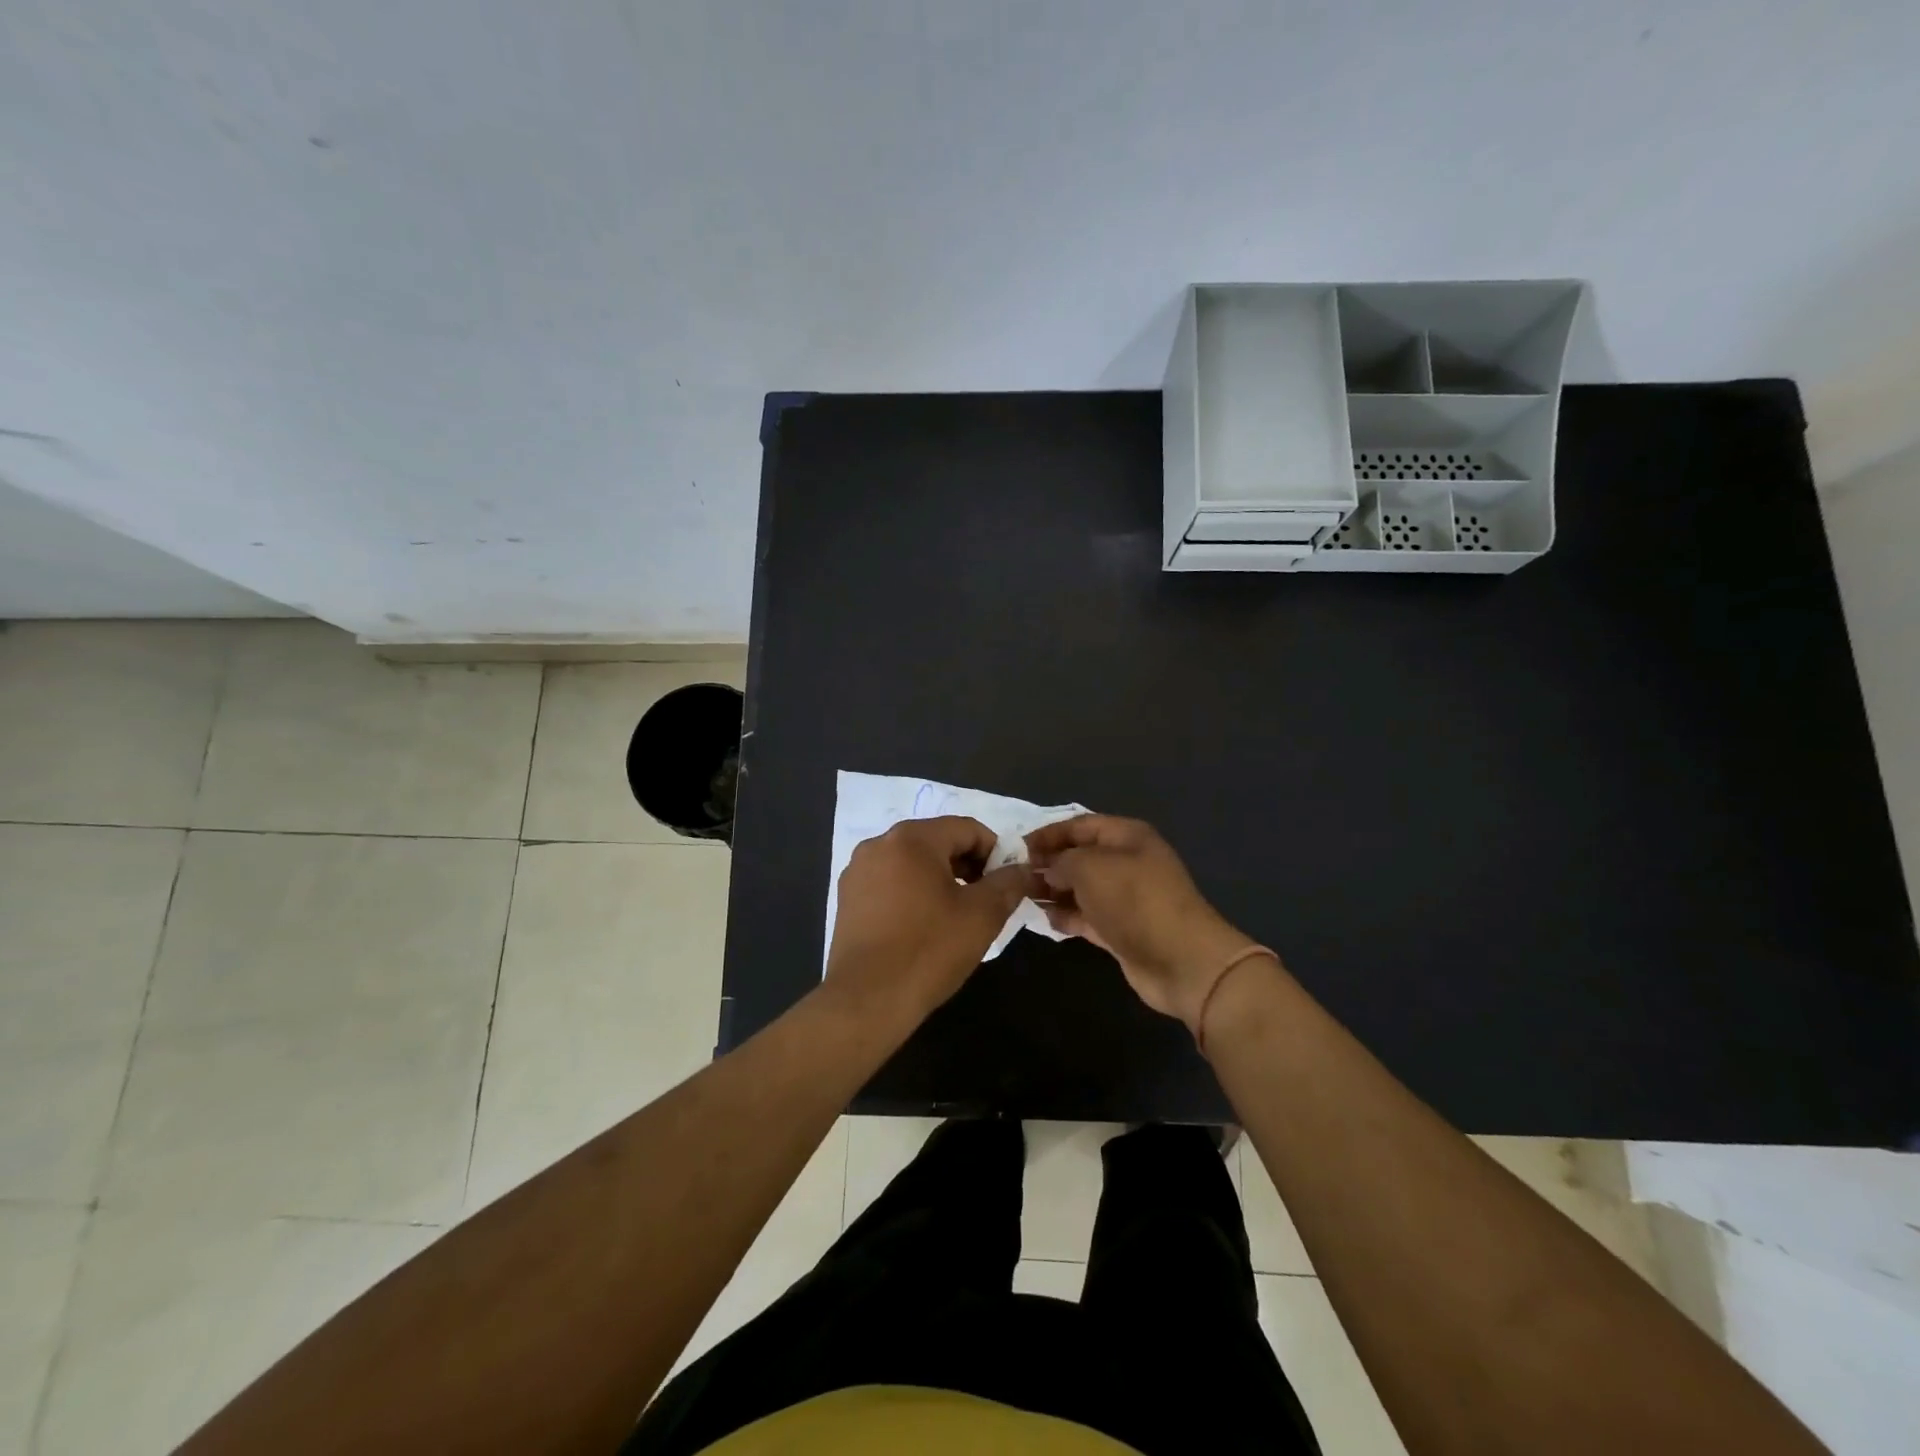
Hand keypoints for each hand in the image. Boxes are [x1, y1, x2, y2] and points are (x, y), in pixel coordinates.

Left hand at [824, 816, 1031, 1022]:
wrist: (867, 1000)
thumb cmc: (929, 950)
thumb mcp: (982, 915)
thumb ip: (1007, 883)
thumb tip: (1021, 868)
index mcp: (912, 838)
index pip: (967, 829)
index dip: (995, 852)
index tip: (1007, 883)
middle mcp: (879, 844)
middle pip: (937, 841)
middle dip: (967, 866)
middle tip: (987, 901)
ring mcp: (858, 871)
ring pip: (913, 863)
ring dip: (941, 880)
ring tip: (957, 916)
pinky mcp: (848, 898)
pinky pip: (890, 883)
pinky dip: (913, 893)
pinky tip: (924, 926)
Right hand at [1025, 814, 1261, 1034]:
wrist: (1181, 960)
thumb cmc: (1134, 900)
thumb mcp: (1090, 867)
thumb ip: (1060, 861)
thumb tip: (1046, 869)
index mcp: (1126, 836)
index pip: (1079, 825)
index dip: (1048, 834)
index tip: (1017, 848)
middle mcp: (1127, 862)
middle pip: (1080, 856)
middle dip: (1048, 864)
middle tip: (1016, 876)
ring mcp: (1125, 898)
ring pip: (1081, 888)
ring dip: (1054, 891)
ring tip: (1024, 897)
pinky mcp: (1122, 930)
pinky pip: (1087, 916)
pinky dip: (1067, 916)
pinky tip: (1046, 919)